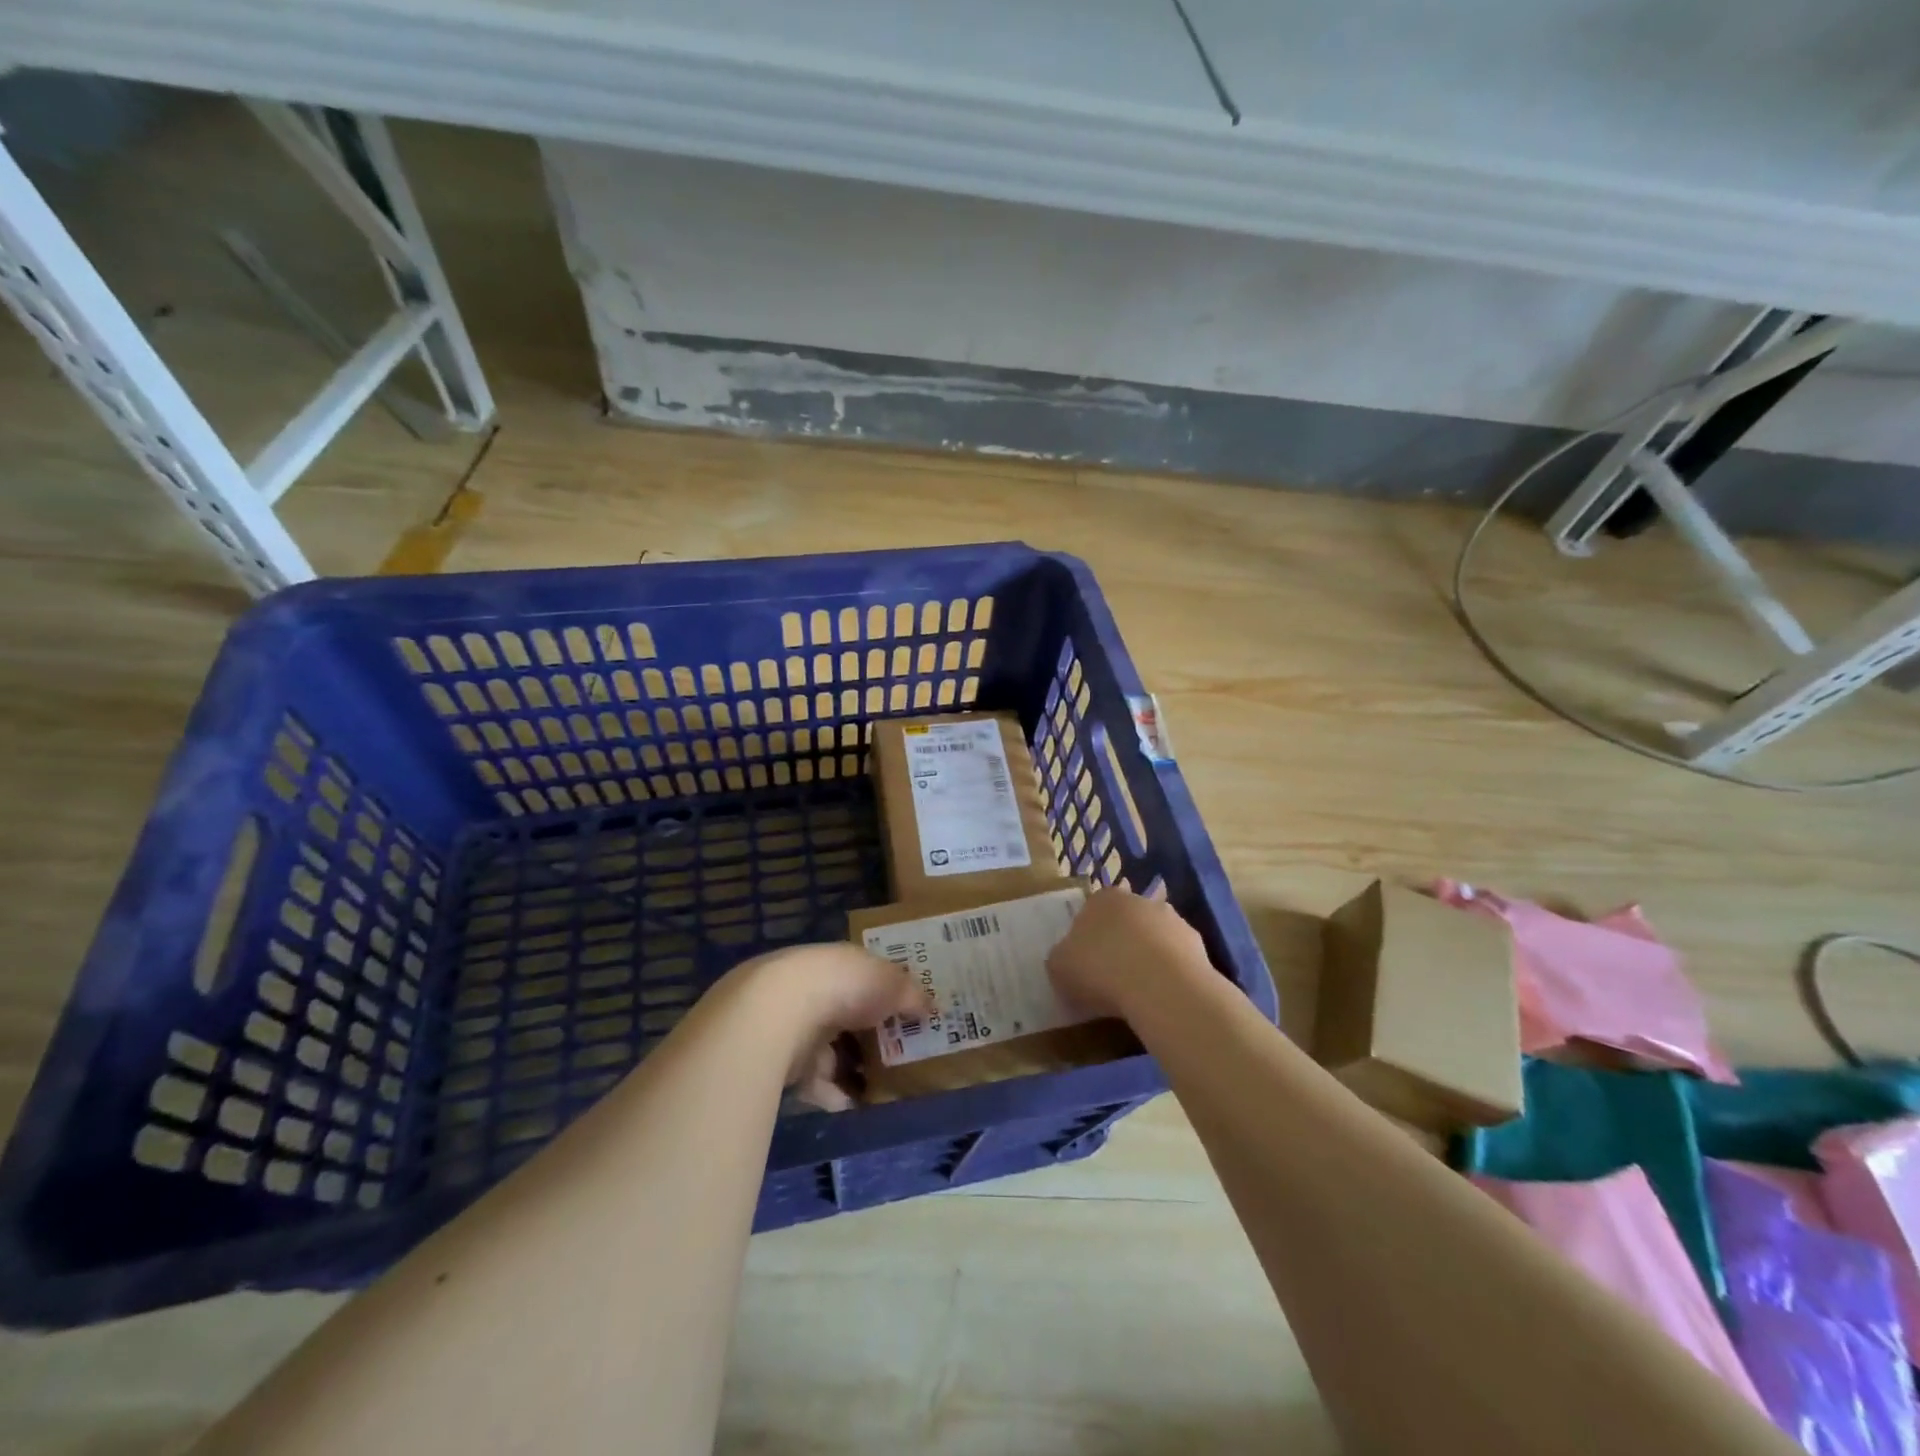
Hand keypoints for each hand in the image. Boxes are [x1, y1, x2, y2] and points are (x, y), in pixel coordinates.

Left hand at [724, 944, 930, 1111]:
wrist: (778, 1013)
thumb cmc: (843, 986)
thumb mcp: (891, 983)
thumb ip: (911, 994)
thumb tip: (932, 1006)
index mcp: (838, 963)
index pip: (865, 977)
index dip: (887, 995)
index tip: (909, 1016)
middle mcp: (813, 989)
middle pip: (846, 1016)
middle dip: (870, 1036)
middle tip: (901, 1058)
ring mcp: (794, 1025)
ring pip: (830, 1051)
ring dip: (852, 1069)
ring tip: (884, 1089)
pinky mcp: (781, 1062)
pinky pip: (814, 1083)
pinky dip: (834, 1095)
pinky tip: (856, 1108)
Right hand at [1047, 887, 1209, 1020]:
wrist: (1161, 987)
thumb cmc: (1101, 970)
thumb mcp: (1059, 967)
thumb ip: (1062, 958)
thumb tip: (1068, 959)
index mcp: (1102, 899)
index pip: (1090, 911)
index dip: (1086, 938)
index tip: (1084, 964)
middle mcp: (1139, 900)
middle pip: (1125, 922)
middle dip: (1119, 944)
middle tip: (1110, 979)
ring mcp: (1172, 920)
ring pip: (1153, 939)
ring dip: (1147, 958)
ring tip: (1138, 993)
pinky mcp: (1198, 945)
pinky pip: (1176, 960)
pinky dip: (1170, 975)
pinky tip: (1162, 998)